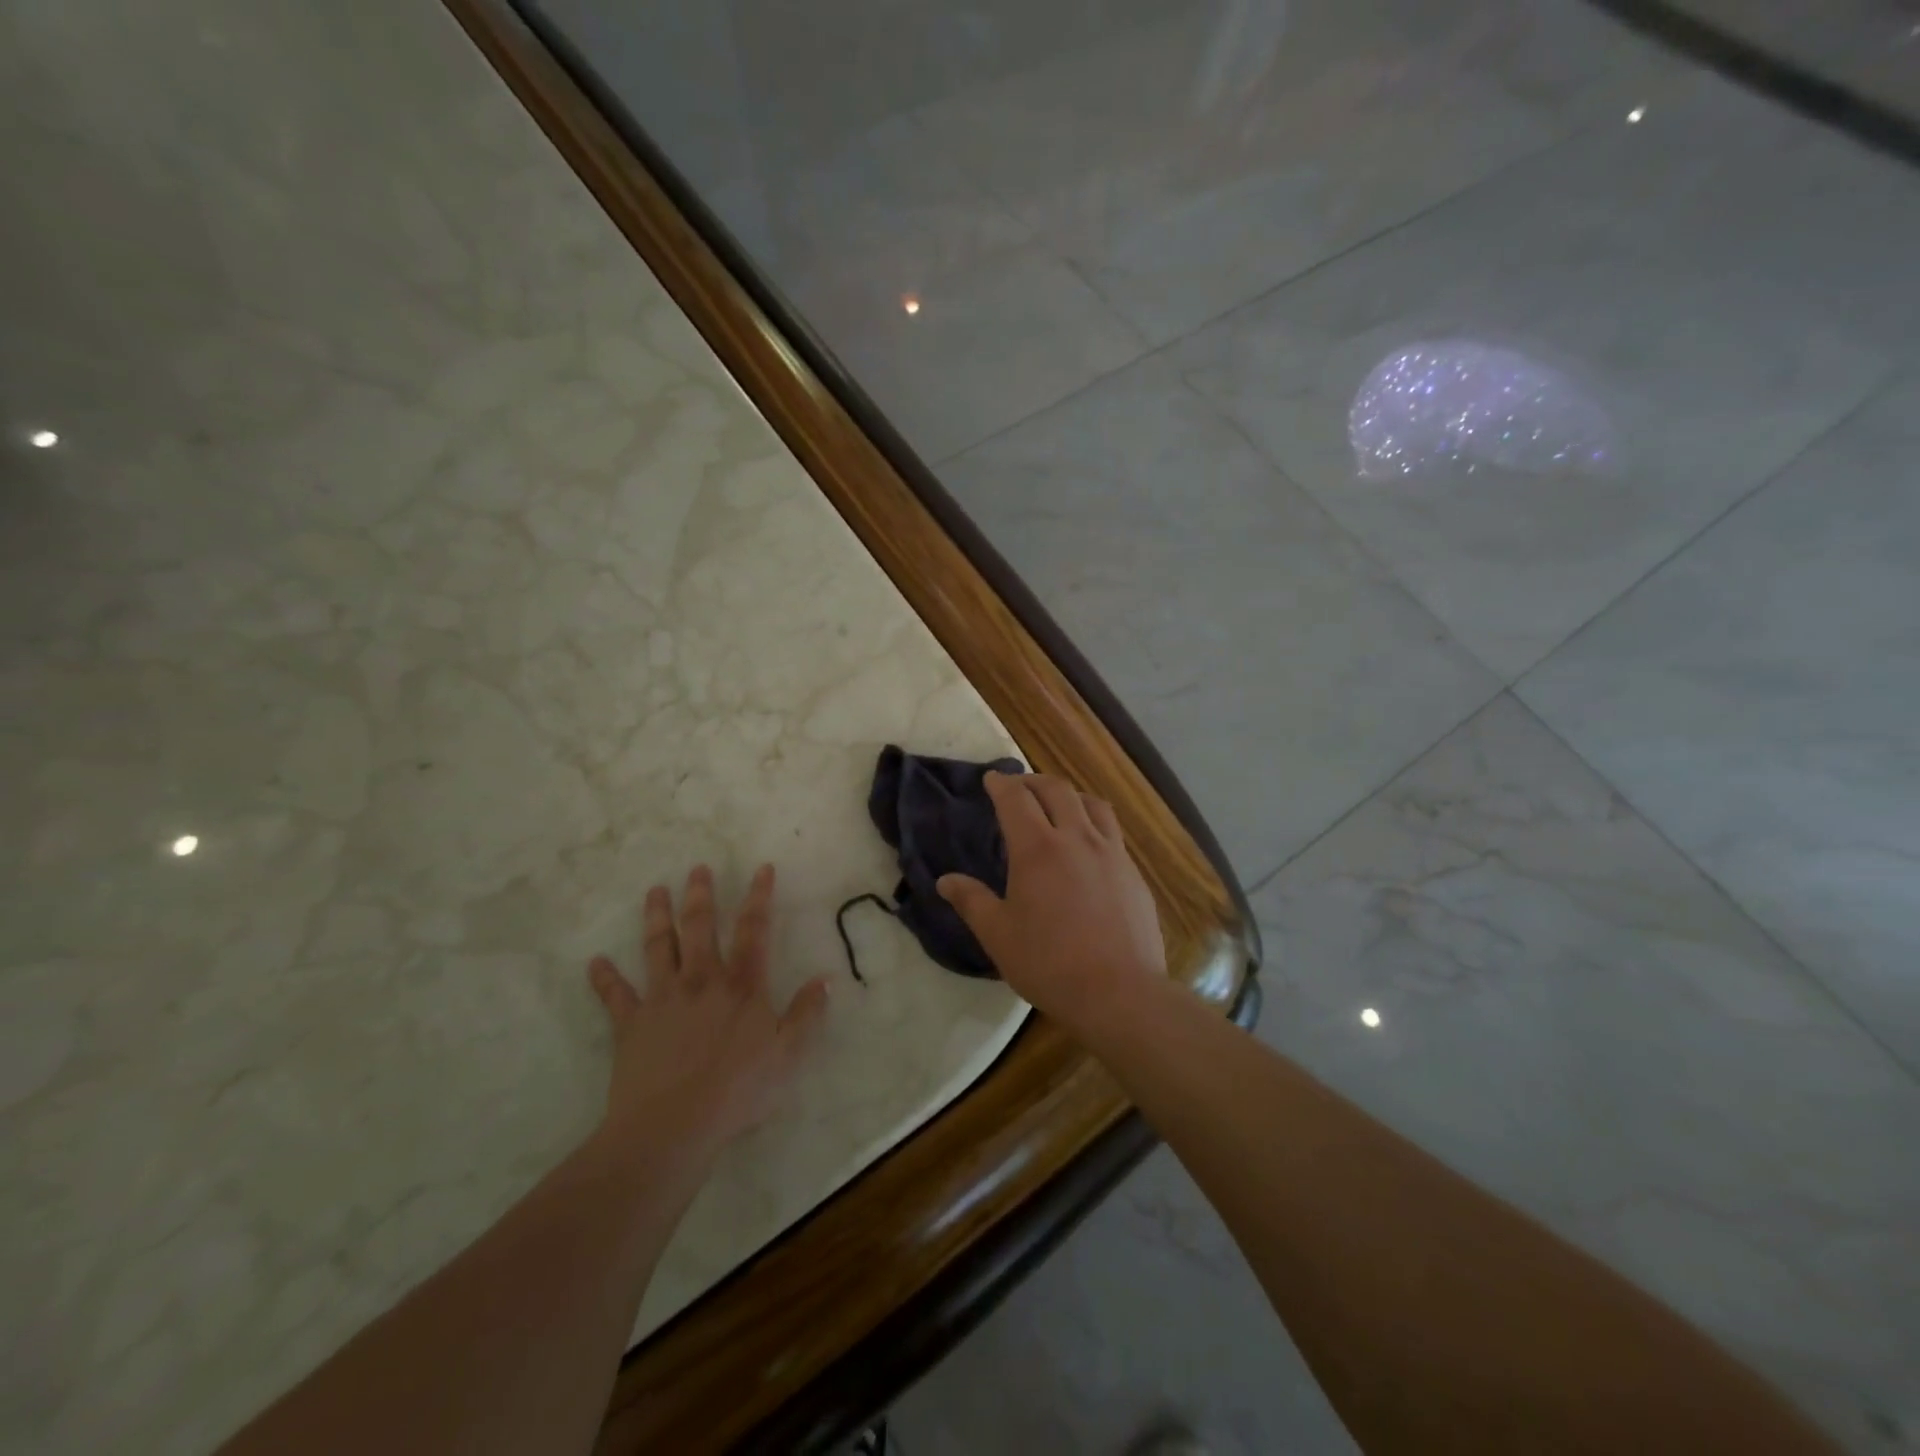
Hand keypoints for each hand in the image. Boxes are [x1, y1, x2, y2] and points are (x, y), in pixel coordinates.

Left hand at [587, 864, 828, 1155]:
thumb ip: (806, 1014)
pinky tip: (595, 962)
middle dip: (700, 895)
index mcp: (742, 985)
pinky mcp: (631, 1024)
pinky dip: (605, 978)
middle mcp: (701, 980)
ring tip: (655, 891)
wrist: (672, 1125)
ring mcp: (662, 998)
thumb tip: (826, 980)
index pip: (754, 930)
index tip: (761, 868)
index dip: (759, 897)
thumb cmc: (738, 1089)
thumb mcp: (787, 1054)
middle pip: (700, 927)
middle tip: (697, 869)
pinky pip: (616, 996)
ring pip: (658, 947)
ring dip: (656, 917)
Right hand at [937, 772, 1166, 1036]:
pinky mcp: (1133, 873)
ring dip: (1069, 795)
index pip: (1016, 799)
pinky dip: (1093, 822)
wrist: (1119, 992)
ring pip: (1092, 804)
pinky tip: (1089, 844)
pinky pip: (1112, 831)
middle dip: (1033, 781)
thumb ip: (971, 901)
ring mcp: (1111, 853)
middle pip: (1056, 790)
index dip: (1001, 784)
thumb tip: (945, 880)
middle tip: (1019, 787)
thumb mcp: (998, 935)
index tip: (992, 779)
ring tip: (1058, 804)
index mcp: (1037, 849)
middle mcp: (1077, 838)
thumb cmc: (1049, 963)